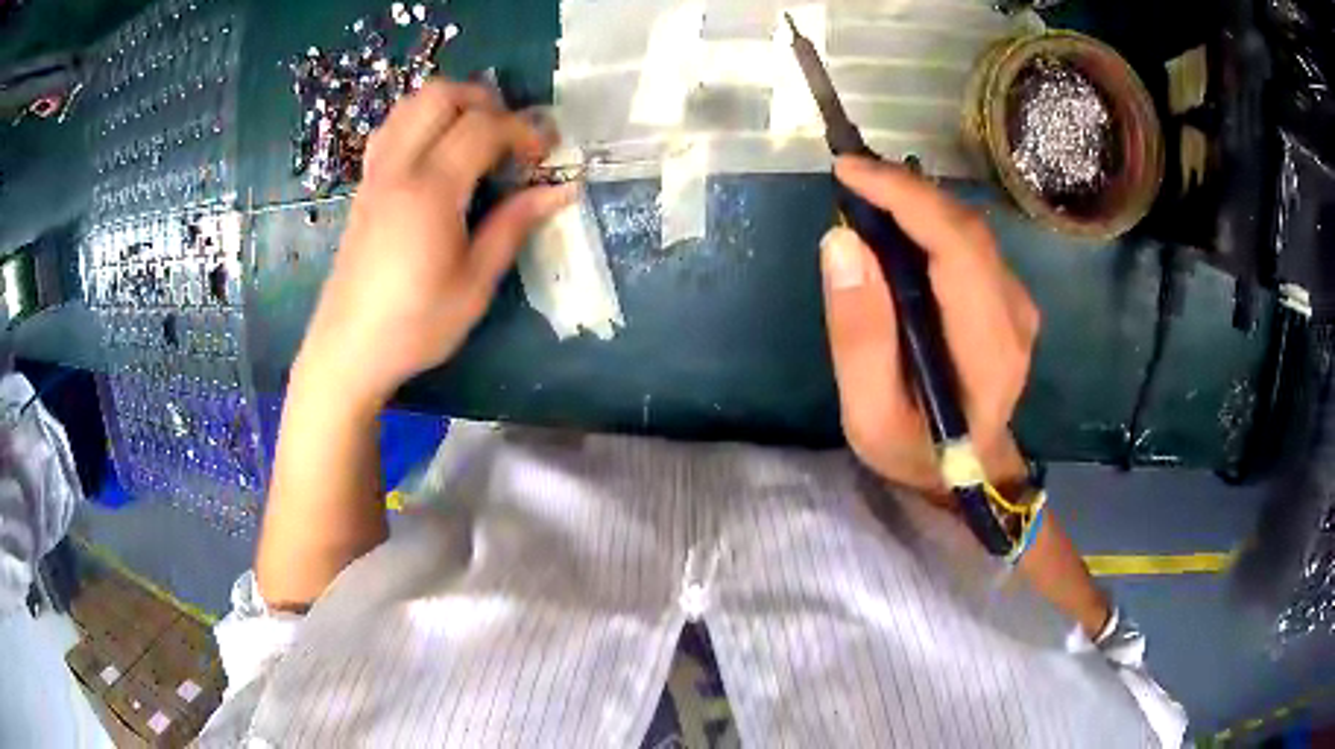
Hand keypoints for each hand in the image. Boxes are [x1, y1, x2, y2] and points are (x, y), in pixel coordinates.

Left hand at [294, 81, 574, 407]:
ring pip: (410, 105)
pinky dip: (421, 122)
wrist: (348, 350)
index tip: (546, 153)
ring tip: (477, 136)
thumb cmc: (415, 325)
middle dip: (485, 100)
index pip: (483, 127)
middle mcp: (398, 168)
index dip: (523, 129)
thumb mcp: (475, 284)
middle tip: (510, 134)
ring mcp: (375, 174)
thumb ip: (514, 225)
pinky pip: (392, 129)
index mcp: (430, 191)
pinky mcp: (364, 187)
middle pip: (441, 95)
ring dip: (450, 105)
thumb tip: (562, 189)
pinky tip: (438, 153)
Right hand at [820, 156, 1038, 495]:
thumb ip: (858, 334)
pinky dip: (928, 219)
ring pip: (968, 228)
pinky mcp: (1008, 296)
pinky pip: (968, 241)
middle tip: (847, 174)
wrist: (966, 471)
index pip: (957, 247)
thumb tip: (842, 241)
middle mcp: (1015, 315)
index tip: (848, 171)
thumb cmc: (916, 451)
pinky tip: (895, 221)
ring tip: (863, 191)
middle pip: (965, 227)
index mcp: (989, 349)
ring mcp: (1017, 303)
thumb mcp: (869, 413)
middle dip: (905, 188)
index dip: (905, 197)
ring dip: (915, 200)